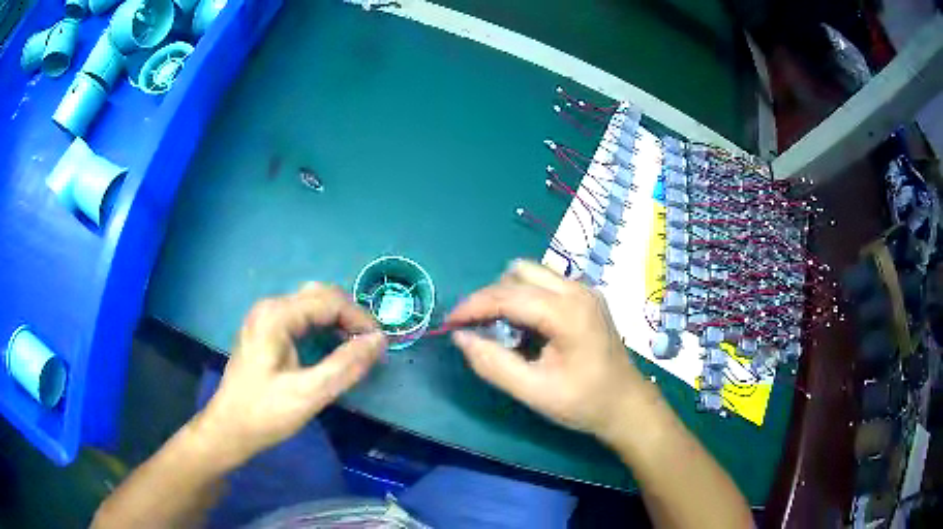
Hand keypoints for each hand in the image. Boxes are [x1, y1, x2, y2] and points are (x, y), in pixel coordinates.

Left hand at [196, 284, 386, 465]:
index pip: (329, 301)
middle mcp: (270, 307)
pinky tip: (331, 345)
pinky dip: (322, 326)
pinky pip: (301, 317)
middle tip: (369, 345)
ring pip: (311, 304)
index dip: (359, 319)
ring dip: (337, 320)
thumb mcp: (309, 394)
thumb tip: (379, 341)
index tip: (380, 345)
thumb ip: (345, 366)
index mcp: (277, 315)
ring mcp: (265, 317)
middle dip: (349, 316)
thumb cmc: (265, 413)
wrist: (229, 428)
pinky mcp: (265, 330)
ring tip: (356, 345)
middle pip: (320, 296)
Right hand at [447, 260, 662, 441]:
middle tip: (477, 329)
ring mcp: (585, 290)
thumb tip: (461, 337)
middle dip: (490, 298)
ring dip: (508, 295)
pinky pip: (545, 284)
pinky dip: (525, 298)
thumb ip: (493, 363)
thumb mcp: (533, 391)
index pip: (507, 295)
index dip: (473, 306)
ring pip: (531, 274)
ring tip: (502, 330)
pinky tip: (527, 329)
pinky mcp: (586, 296)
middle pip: (518, 274)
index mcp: (567, 312)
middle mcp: (577, 290)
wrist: (626, 404)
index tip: (449, 323)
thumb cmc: (583, 402)